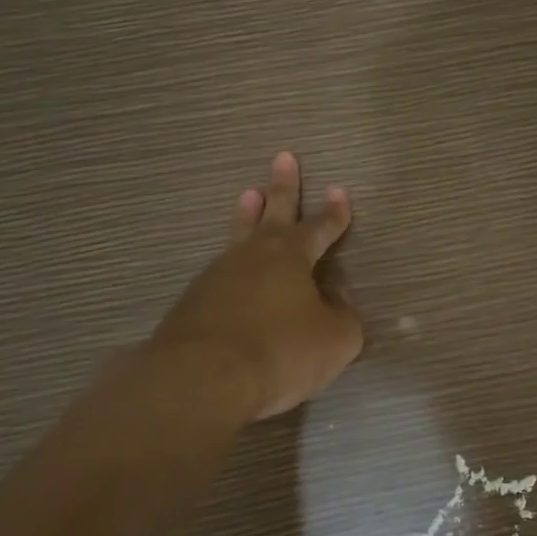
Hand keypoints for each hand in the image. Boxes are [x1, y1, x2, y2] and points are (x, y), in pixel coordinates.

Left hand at [150, 151, 362, 420]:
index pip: (320, 228)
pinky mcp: (193, 302)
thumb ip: (344, 318)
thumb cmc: (280, 351)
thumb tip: (335, 304)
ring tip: (249, 194)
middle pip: (273, 213)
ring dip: (247, 214)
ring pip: (238, 235)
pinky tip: (230, 270)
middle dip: (283, 186)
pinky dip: (231, 263)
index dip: (333, 212)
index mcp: (292, 257)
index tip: (339, 190)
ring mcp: (218, 275)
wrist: (201, 378)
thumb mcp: (335, 340)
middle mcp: (254, 256)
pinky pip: (220, 271)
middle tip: (283, 157)